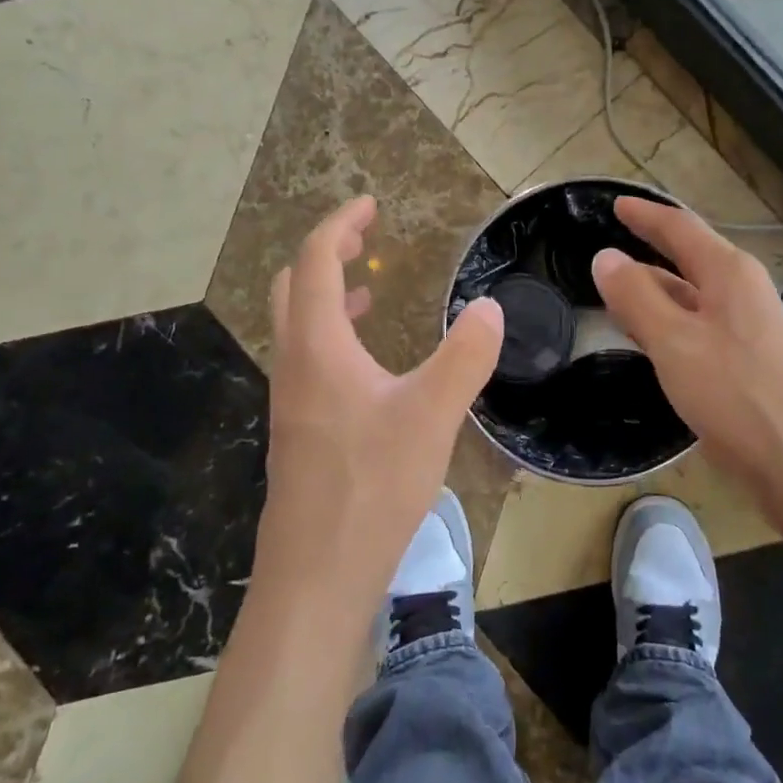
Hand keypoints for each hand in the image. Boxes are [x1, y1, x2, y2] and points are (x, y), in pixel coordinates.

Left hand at [255, 197, 504, 616]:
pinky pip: (310, 360)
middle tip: (366, 240)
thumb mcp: (431, 417)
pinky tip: (371, 365)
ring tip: (371, 290)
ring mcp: (291, 400)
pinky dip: (335, 336)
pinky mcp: (300, 431)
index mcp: (318, 347)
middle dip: (327, 253)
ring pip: (299, 326)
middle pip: (293, 286)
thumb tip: (490, 308)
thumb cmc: (370, 489)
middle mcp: (294, 365)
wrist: (315, 577)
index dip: (340, 225)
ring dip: (329, 295)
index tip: (371, 206)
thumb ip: (465, 357)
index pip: (314, 261)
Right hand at [591, 197, 782, 522]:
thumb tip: (605, 256)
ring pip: (692, 294)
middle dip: (649, 249)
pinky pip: (699, 323)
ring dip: (655, 289)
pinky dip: (669, 320)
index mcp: (729, 272)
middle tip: (608, 249)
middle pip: (688, 257)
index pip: (679, 227)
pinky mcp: (749, 359)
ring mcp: (750, 326)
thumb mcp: (673, 342)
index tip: (614, 205)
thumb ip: (636, 296)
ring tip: (617, 291)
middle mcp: (743, 290)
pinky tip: (649, 337)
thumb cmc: (735, 395)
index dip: (644, 215)